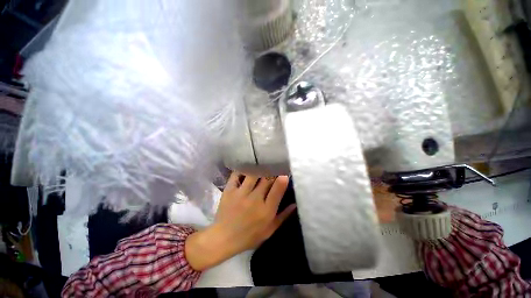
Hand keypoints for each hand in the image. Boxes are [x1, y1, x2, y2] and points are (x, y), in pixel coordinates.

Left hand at [185, 173, 294, 270]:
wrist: (224, 238)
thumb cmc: (249, 236)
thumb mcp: (270, 230)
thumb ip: (283, 216)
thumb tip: (295, 203)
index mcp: (267, 210)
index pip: (278, 188)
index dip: (283, 178)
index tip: (285, 173)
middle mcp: (255, 199)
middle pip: (266, 178)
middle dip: (272, 171)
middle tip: (274, 167)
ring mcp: (241, 194)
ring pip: (253, 174)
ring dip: (259, 168)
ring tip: (261, 164)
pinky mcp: (229, 190)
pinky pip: (237, 175)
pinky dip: (242, 169)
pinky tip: (246, 167)